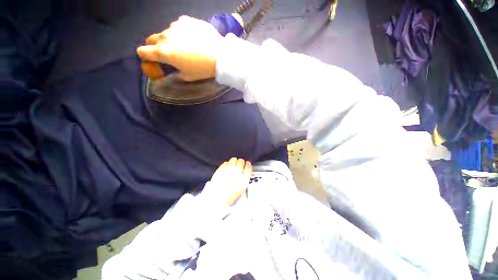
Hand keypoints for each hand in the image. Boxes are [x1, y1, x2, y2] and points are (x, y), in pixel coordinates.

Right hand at [137, 15, 222, 80]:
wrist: (220, 56)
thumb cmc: (203, 69)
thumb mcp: (188, 76)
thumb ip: (176, 73)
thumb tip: (172, 72)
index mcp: (163, 52)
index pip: (142, 51)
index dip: (145, 56)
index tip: (152, 59)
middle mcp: (165, 36)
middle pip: (152, 39)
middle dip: (156, 46)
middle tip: (170, 53)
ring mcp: (175, 26)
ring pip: (167, 33)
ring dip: (172, 39)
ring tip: (188, 46)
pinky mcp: (186, 20)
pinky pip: (179, 26)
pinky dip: (183, 32)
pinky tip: (194, 38)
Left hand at [204, 158, 252, 205]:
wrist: (217, 198)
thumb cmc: (230, 194)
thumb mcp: (242, 187)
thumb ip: (245, 176)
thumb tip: (247, 167)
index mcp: (243, 179)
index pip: (248, 167)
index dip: (248, 165)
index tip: (247, 164)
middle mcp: (236, 172)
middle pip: (241, 161)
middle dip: (241, 162)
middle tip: (239, 165)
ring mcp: (228, 169)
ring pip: (233, 160)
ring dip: (234, 161)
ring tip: (233, 165)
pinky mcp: (221, 168)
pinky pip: (226, 162)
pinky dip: (227, 164)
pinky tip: (226, 168)